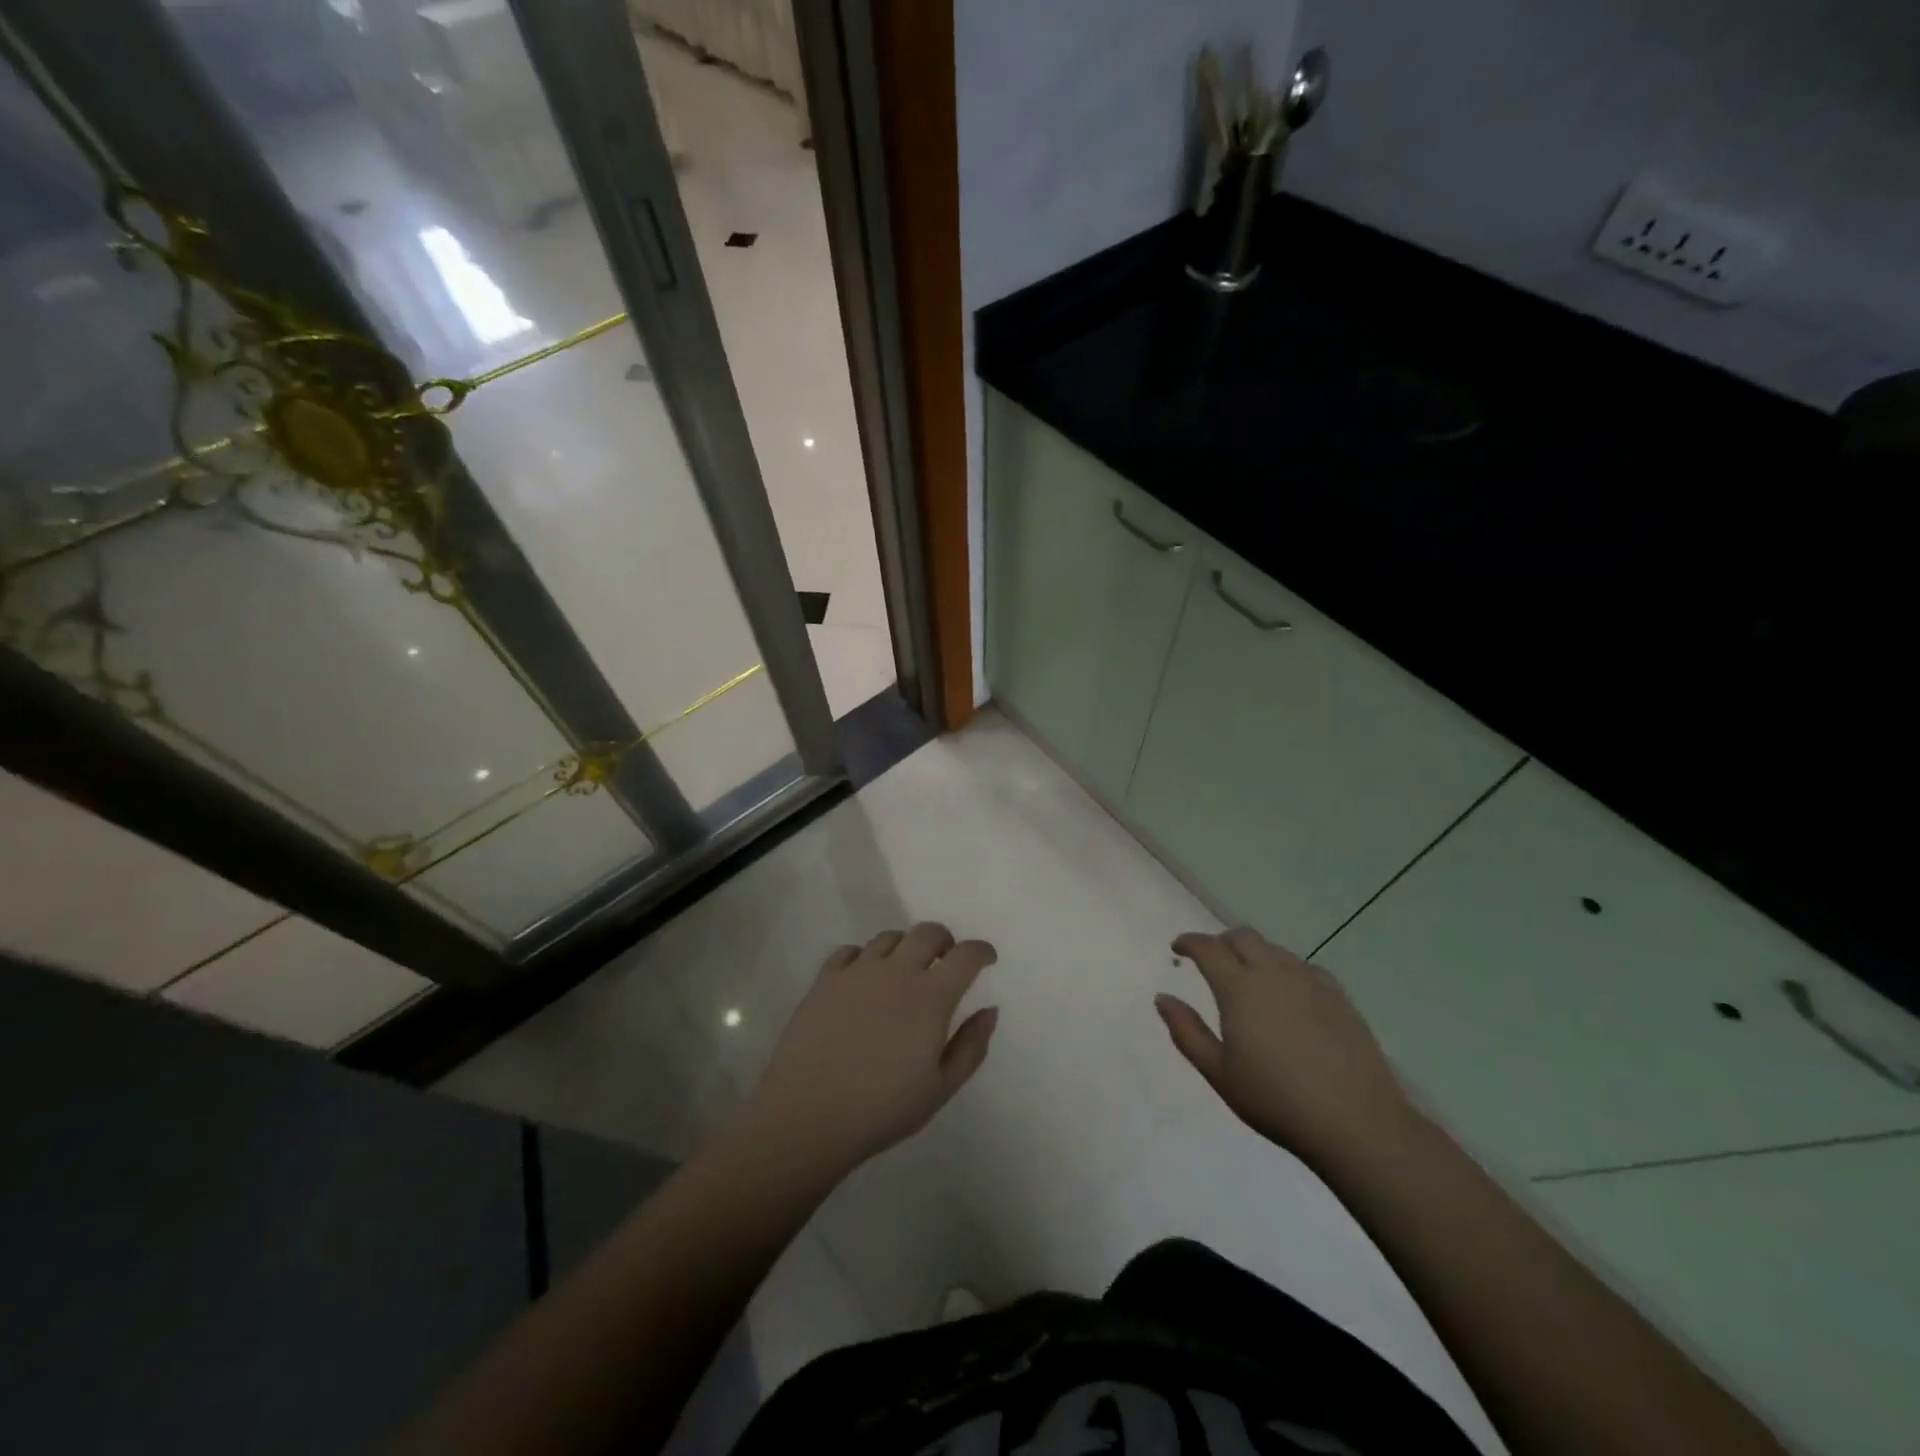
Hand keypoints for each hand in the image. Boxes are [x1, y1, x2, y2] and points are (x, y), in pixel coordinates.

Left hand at [738, 924, 998, 1179]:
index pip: (966, 955)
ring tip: (904, 972)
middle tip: (946, 962)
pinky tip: (863, 979)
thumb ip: (971, 1046)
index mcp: (930, 997)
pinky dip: (864, 957)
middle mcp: (896, 972)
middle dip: (945, 942)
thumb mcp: (940, 1088)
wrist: (807, 1116)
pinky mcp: (824, 980)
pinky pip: (849, 951)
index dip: (982, 951)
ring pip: (889, 937)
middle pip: (928, 933)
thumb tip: (990, 1010)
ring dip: (905, 947)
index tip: (987, 960)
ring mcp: (857, 972)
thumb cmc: (882, 1109)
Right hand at [1157, 927, 1412, 1164]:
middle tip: (1211, 961)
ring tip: (1248, 980)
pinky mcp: (1338, 996)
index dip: (1189, 943)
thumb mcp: (1219, 1072)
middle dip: (1221, 942)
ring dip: (1253, 954)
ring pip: (1274, 949)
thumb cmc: (1276, 1100)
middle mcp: (1273, 972)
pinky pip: (1302, 967)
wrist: (1356, 1122)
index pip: (1208, 947)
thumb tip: (1163, 998)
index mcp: (1239, 987)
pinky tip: (1287, 996)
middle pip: (1243, 937)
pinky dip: (1284, 969)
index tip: (1178, 948)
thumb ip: (1186, 1031)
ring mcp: (1310, 981)